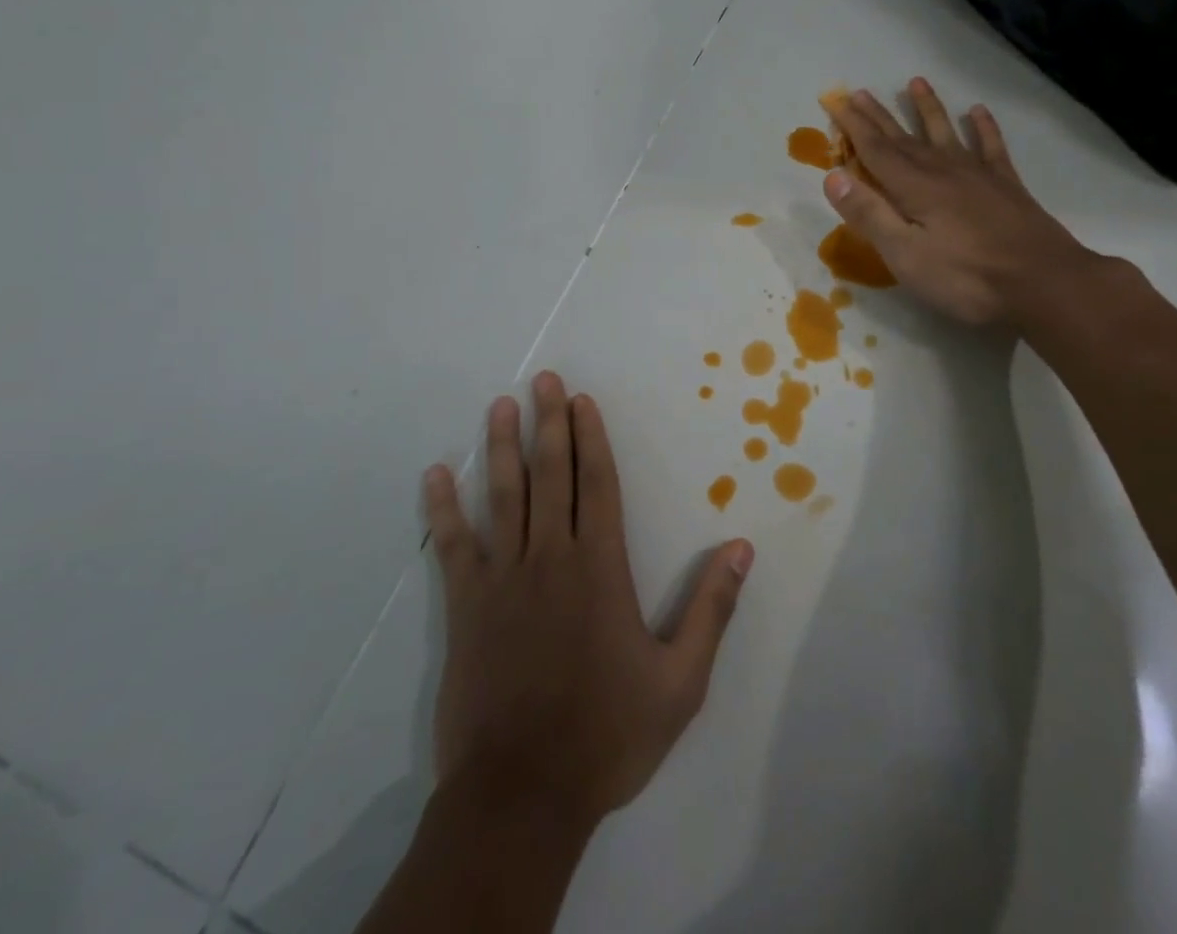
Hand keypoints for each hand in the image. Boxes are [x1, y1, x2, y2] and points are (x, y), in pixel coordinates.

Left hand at [423, 372, 753, 828]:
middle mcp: (550, 558)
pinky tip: (435, 476)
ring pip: (503, 497)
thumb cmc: (606, 735)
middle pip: (550, 475)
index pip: (597, 484)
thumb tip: (742, 548)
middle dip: (548, 423)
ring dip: (501, 448)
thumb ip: (711, 609)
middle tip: (542, 379)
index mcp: (600, 568)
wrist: (522, 797)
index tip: (581, 400)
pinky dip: (444, 510)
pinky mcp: (466, 608)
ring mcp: (503, 580)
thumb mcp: (680, 680)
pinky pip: (454, 546)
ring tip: (500, 406)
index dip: (590, 438)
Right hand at [821, 78, 1104, 327]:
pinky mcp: (1007, 186)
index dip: (853, 126)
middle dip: (880, 116)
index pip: (875, 150)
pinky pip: (991, 147)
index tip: (836, 100)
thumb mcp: (905, 255)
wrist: (1044, 283)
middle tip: (861, 91)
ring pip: (945, 133)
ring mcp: (978, 176)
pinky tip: (978, 111)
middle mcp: (943, 171)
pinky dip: (983, 127)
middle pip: (904, 138)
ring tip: (916, 83)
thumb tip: (833, 176)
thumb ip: (869, 214)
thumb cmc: (966, 277)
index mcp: (914, 188)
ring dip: (928, 108)